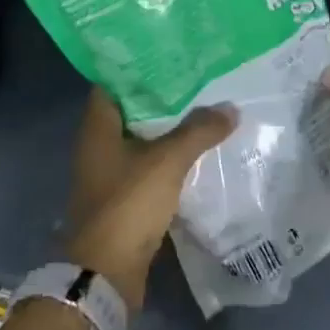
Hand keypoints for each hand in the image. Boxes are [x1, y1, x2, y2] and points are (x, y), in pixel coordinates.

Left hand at [64, 87, 233, 311]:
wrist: (106, 274)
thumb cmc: (128, 205)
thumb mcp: (168, 161)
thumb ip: (199, 131)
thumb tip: (230, 108)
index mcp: (99, 128)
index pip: (113, 83)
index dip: (138, 67)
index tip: (170, 55)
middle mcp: (99, 146)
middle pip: (132, 111)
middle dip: (163, 97)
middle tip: (198, 79)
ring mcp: (110, 174)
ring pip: (143, 140)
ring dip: (169, 129)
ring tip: (205, 110)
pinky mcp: (124, 199)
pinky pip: (150, 167)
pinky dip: (170, 159)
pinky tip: (199, 151)